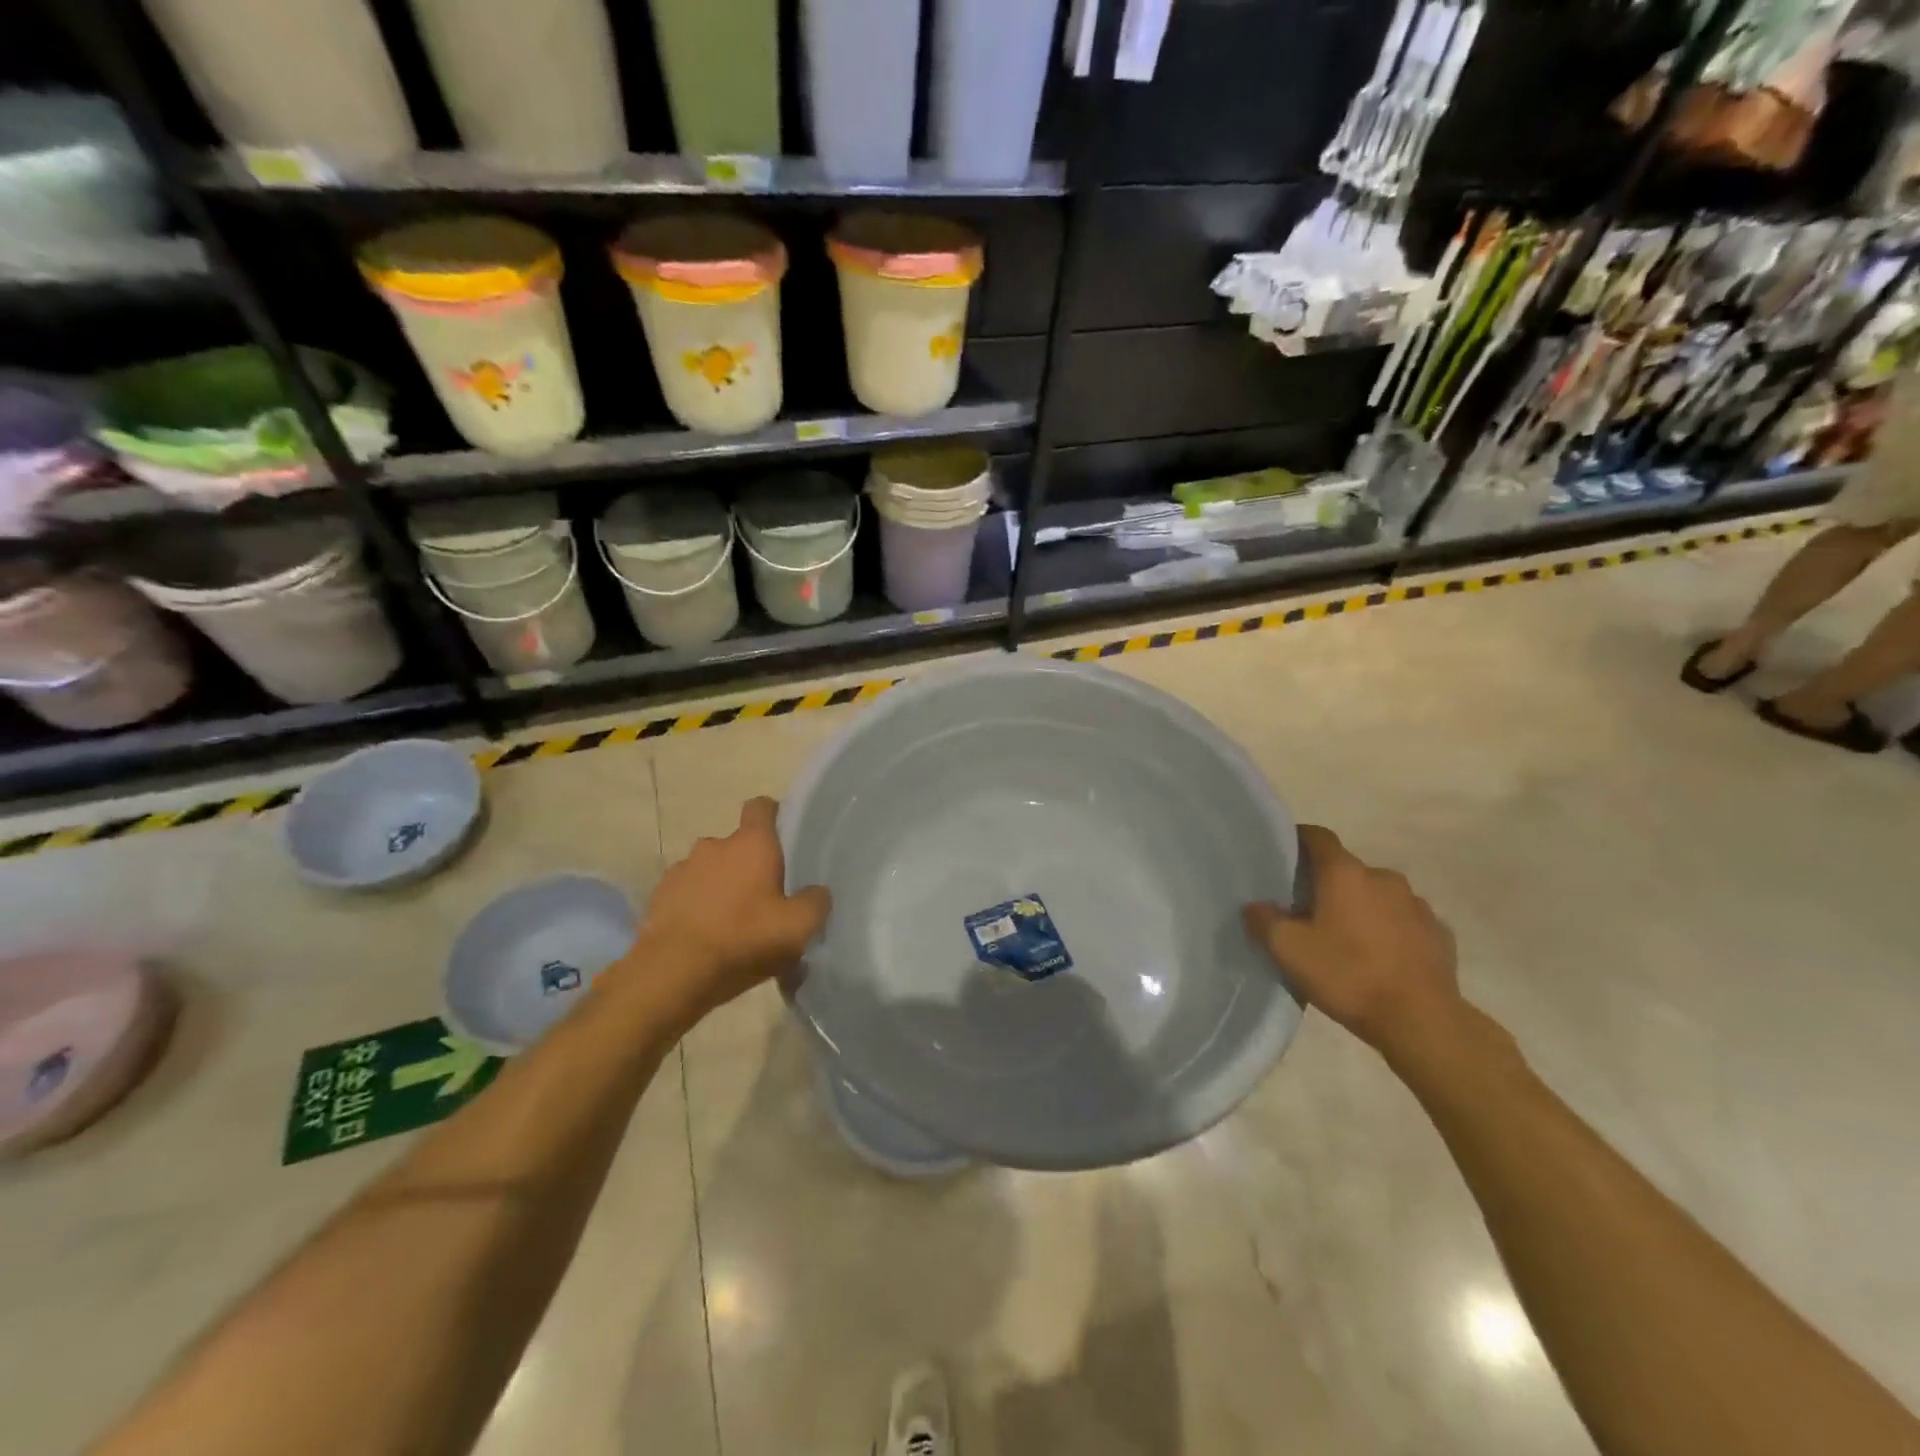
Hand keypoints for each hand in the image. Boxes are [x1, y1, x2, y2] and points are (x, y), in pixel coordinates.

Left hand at [632, 797, 830, 1025]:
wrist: (673, 973)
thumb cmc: (743, 939)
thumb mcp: (798, 928)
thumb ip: (816, 902)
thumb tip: (818, 892)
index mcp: (751, 844)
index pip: (761, 807)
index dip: (774, 816)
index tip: (784, 839)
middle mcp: (714, 845)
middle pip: (738, 844)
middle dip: (750, 864)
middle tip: (765, 898)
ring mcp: (682, 868)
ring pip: (711, 868)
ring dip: (722, 885)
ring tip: (732, 922)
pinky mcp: (660, 894)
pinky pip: (687, 891)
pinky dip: (697, 905)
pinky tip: (706, 935)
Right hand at [1243, 825, 1460, 1058]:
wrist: (1423, 1021)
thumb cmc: (1348, 975)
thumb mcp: (1288, 950)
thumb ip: (1263, 920)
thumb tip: (1256, 906)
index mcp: (1345, 873)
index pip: (1318, 837)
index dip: (1298, 840)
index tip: (1283, 857)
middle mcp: (1383, 878)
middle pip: (1347, 870)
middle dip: (1327, 885)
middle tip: (1307, 913)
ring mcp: (1417, 905)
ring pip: (1377, 896)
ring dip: (1360, 908)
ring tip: (1346, 940)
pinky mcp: (1439, 934)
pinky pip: (1404, 921)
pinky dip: (1389, 931)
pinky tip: (1379, 958)